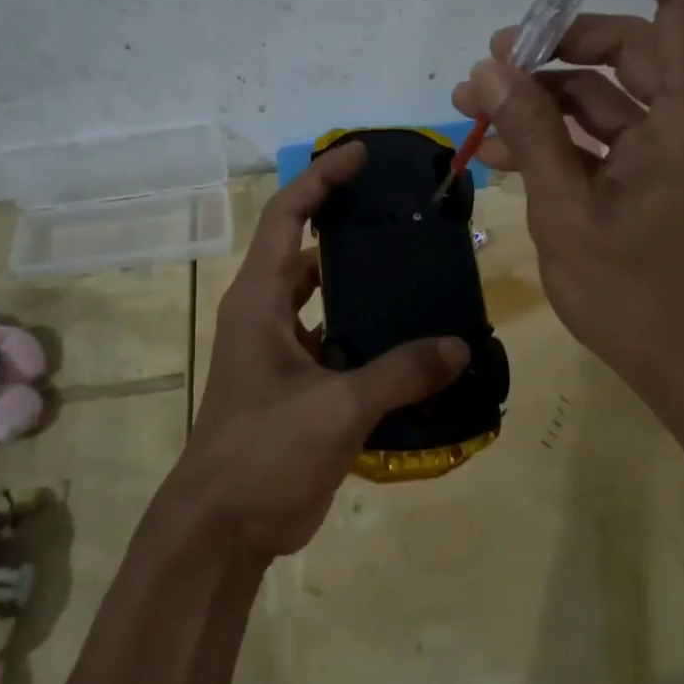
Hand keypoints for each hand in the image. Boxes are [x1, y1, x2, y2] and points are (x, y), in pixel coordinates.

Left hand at [173, 143, 469, 558]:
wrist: (223, 529)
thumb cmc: (262, 452)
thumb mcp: (335, 408)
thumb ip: (400, 373)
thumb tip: (459, 346)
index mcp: (260, 300)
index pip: (289, 217)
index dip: (322, 179)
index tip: (362, 154)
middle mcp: (267, 314)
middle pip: (308, 249)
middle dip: (348, 224)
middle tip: (403, 211)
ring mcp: (282, 350)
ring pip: (325, 296)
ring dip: (362, 281)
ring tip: (417, 266)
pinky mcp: (300, 383)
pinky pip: (339, 339)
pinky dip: (370, 331)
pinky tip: (414, 336)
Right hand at [451, 0, 683, 408]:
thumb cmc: (634, 299)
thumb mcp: (567, 211)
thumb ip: (531, 131)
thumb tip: (492, 64)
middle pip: (629, 45)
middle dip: (555, 45)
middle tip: (489, 58)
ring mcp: (678, 149)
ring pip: (609, 92)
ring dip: (544, 95)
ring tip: (473, 109)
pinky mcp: (661, 175)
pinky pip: (606, 133)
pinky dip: (558, 133)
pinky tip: (500, 150)